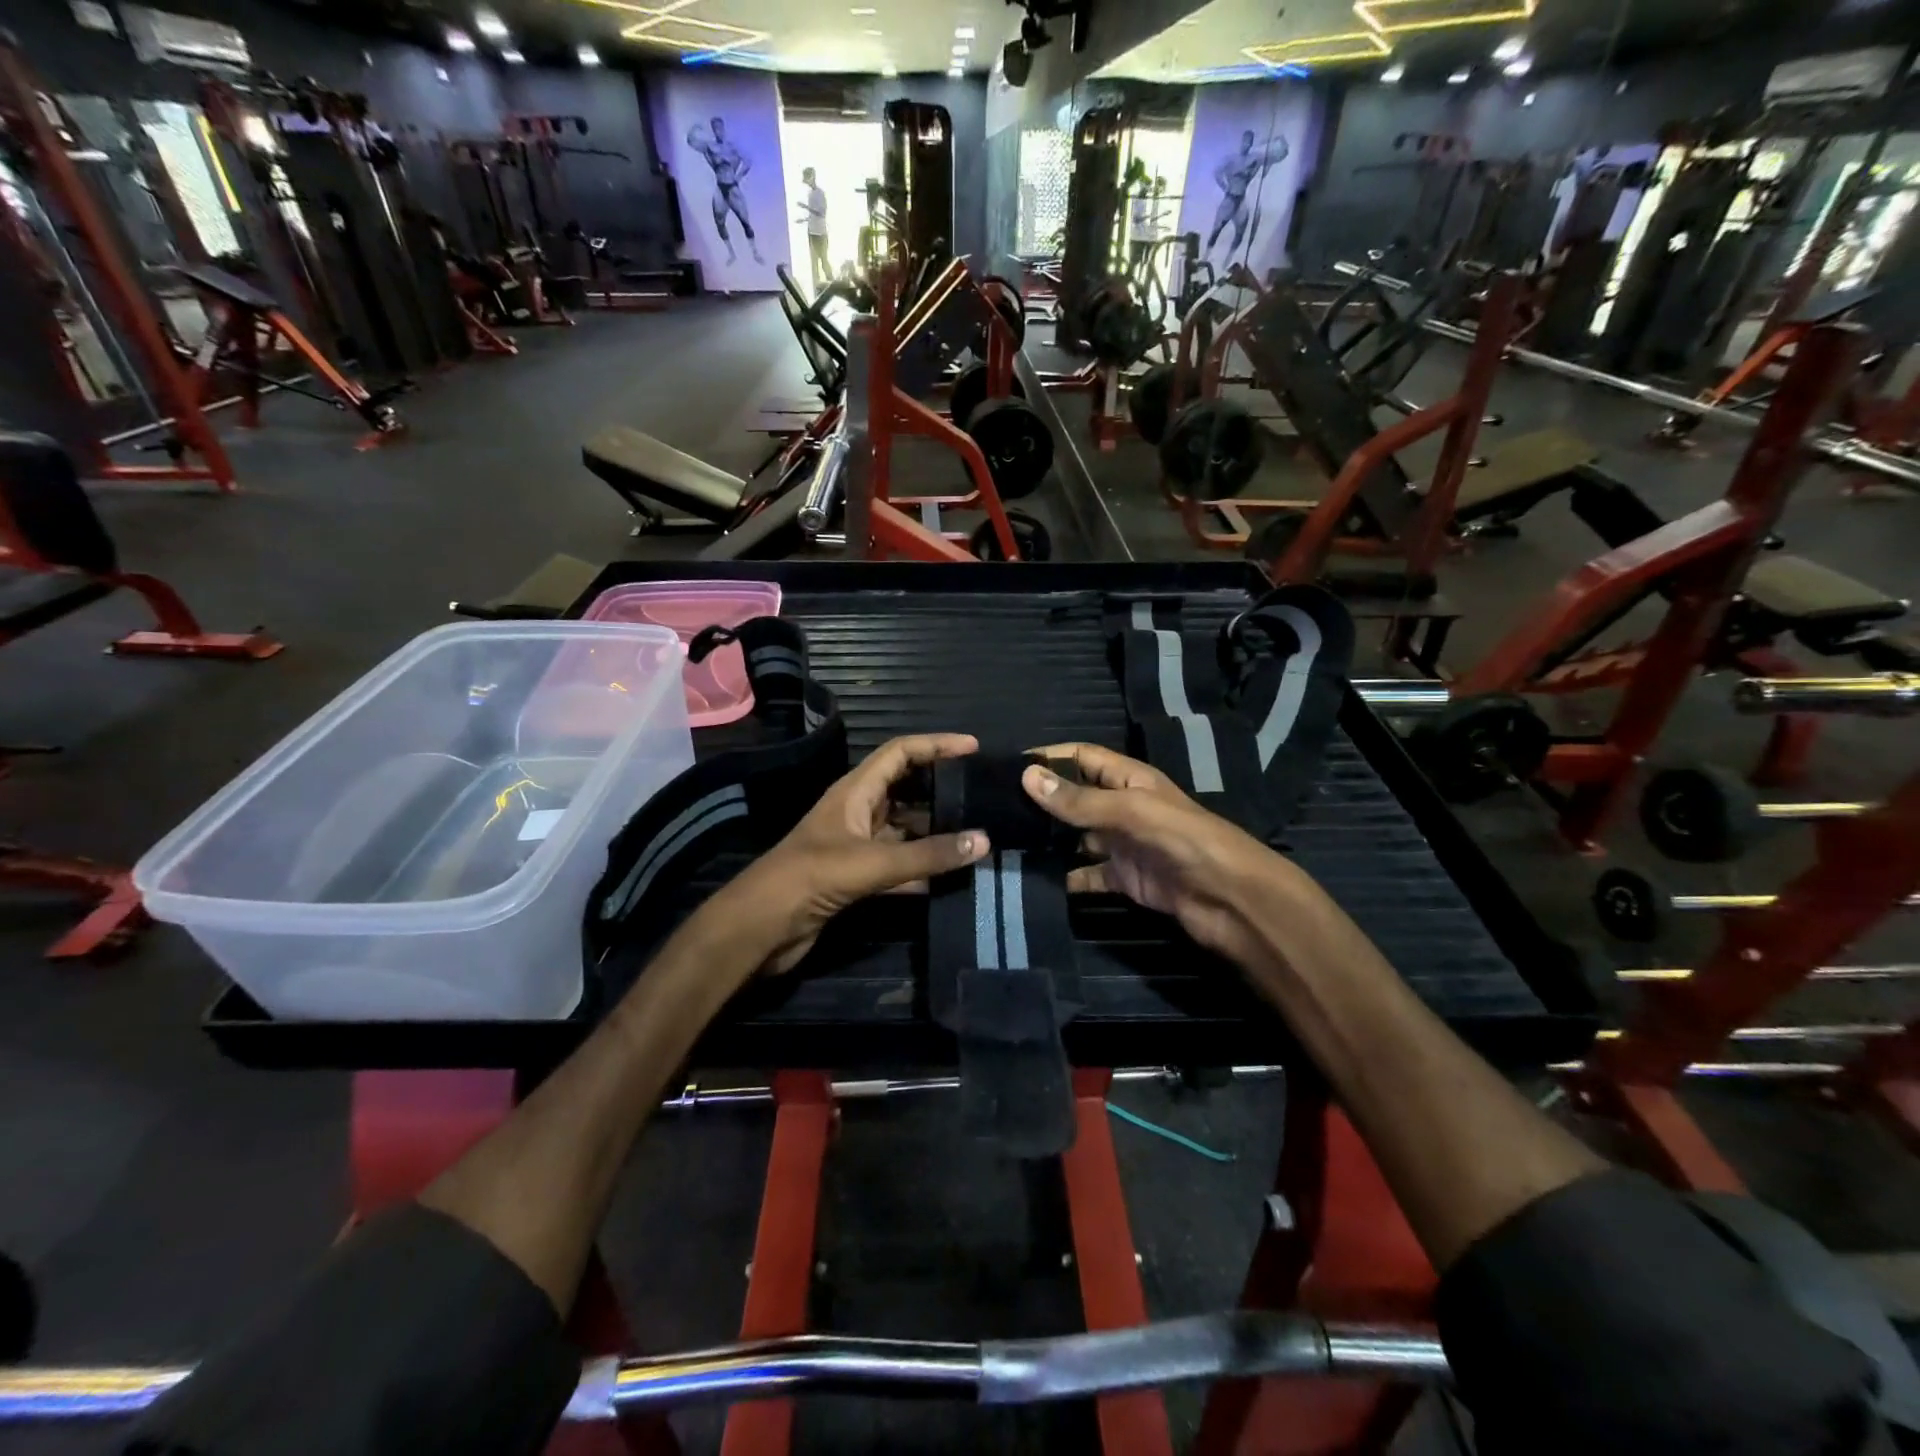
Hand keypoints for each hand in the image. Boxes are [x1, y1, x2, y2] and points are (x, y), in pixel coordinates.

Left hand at [726, 734, 991, 973]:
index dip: (935, 745)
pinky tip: (952, 876)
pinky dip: (923, 868)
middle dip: (941, 788)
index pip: (900, 753)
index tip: (973, 748)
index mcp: (855, 791)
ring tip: (977, 834)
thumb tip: (983, 841)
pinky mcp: (856, 878)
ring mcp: (857, 846)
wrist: (761, 927)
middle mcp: (857, 812)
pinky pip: (899, 865)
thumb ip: (927, 854)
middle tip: (982, 793)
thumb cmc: (811, 877)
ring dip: (936, 832)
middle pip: (906, 789)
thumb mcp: (872, 862)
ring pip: (905, 830)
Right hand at [1022, 744, 1305, 970]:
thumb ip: (1079, 799)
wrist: (1232, 900)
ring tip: (1005, 844)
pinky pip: (1088, 874)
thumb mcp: (1131, 811)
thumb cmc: (1186, 841)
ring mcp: (1124, 845)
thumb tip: (1026, 775)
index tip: (1007, 767)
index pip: (1082, 757)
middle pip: (1076, 797)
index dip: (1049, 758)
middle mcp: (1124, 808)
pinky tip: (1035, 880)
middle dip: (1042, 801)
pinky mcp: (1125, 879)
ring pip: (1077, 837)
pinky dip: (1065, 877)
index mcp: (1130, 780)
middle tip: (995, 810)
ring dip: (1048, 840)